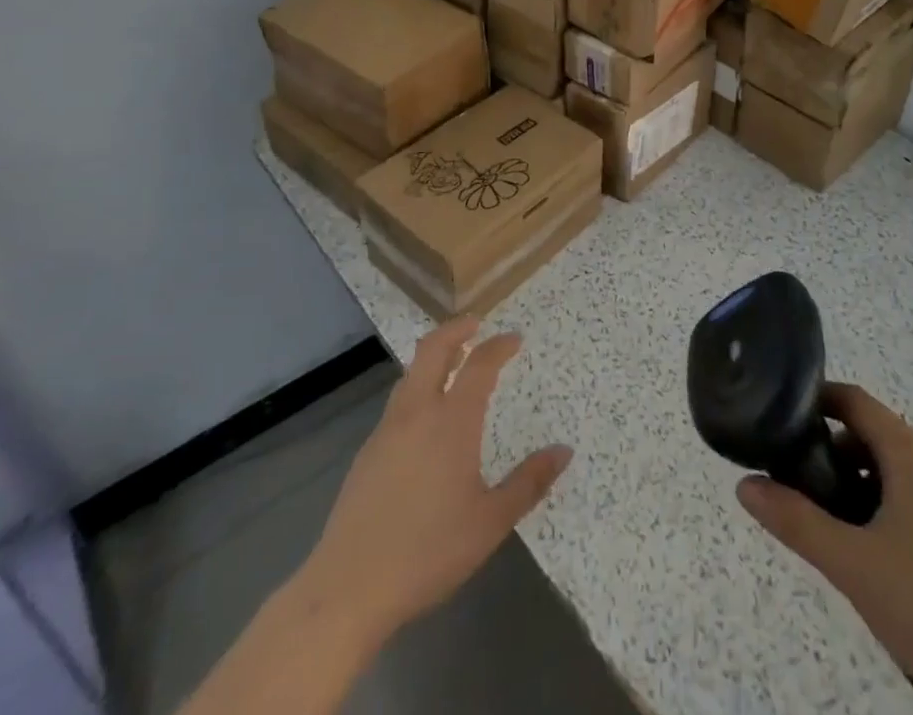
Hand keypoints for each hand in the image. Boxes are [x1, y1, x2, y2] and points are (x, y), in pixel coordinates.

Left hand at [299, 318, 573, 644]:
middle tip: (476, 324)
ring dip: (434, 356)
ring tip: (453, 362)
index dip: (499, 347)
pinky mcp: (367, 452)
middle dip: (456, 329)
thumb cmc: (429, 552)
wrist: (349, 587)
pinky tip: (425, 417)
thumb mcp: (490, 522)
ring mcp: (387, 430)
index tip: (514, 338)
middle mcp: (417, 413)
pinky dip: (418, 387)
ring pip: (411, 373)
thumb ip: (529, 483)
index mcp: (452, 422)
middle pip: (433, 349)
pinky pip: (398, 402)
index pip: (479, 365)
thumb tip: (563, 451)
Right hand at [737, 385, 912, 714]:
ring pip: (899, 470)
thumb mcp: (852, 567)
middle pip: (876, 435)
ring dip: (861, 483)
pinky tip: (878, 555)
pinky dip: (890, 506)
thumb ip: (795, 521)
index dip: (816, 401)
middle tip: (800, 487)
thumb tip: (744, 485)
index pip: (856, 401)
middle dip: (834, 453)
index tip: (781, 420)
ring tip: (834, 527)